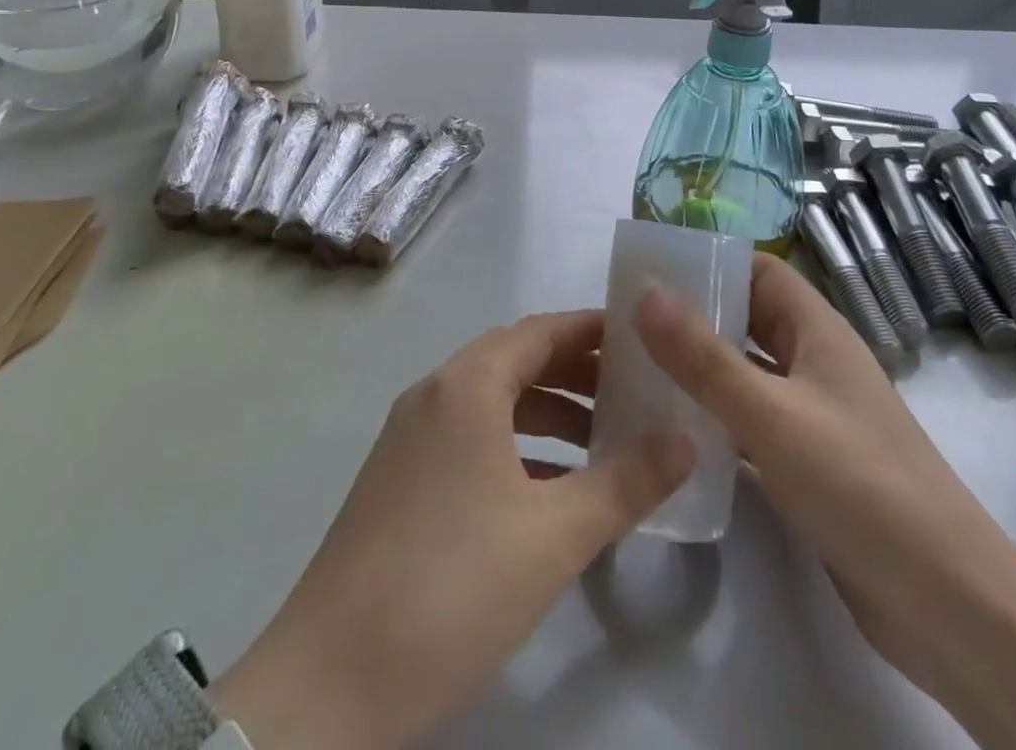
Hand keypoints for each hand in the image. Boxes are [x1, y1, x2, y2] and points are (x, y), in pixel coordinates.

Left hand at [213, 311, 693, 749]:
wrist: (329, 684)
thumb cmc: (452, 588)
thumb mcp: (553, 536)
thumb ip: (626, 482)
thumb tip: (686, 440)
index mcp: (467, 385)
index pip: (540, 331)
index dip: (592, 329)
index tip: (642, 337)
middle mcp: (435, 394)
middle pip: (517, 360)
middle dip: (576, 371)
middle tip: (634, 390)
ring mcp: (411, 436)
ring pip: (493, 401)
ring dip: (548, 411)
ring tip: (605, 441)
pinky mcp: (400, 478)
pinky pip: (471, 437)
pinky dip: (516, 445)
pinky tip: (551, 488)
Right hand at [638, 256, 1015, 749]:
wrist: (949, 607)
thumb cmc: (862, 487)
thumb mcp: (773, 416)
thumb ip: (705, 357)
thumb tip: (645, 291)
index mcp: (818, 331)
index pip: (759, 270)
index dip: (710, 260)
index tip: (650, 265)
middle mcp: (814, 362)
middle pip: (747, 318)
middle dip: (692, 314)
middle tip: (625, 318)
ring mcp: (812, 414)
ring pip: (744, 372)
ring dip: (697, 367)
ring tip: (632, 366)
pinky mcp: (805, 463)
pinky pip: (748, 421)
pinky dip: (712, 417)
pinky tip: (669, 429)